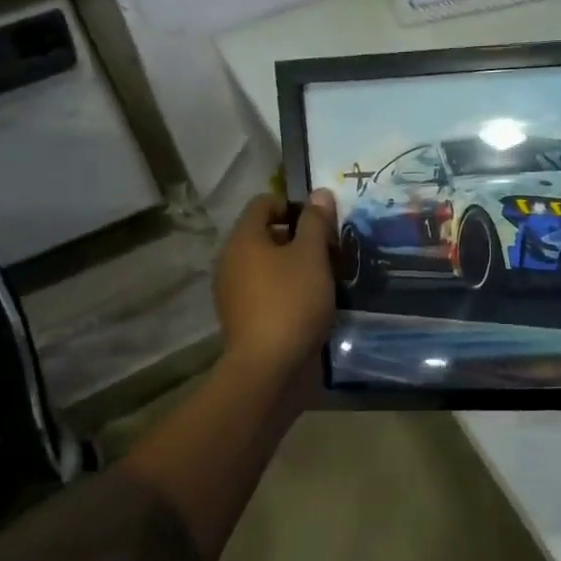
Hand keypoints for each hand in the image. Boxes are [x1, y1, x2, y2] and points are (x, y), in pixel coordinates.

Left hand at [213, 190, 337, 387]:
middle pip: (266, 234)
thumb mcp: (312, 255)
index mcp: (243, 239)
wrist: (269, 368)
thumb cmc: (292, 302)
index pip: (264, 203)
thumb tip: (319, 193)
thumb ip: (316, 222)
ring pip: (267, 264)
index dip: (294, 205)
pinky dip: (287, 288)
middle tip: (330, 250)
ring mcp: (233, 291)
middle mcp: (231, 260)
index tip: (322, 224)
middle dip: (299, 237)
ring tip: (325, 277)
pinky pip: (266, 289)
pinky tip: (311, 302)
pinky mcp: (243, 317)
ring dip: (295, 265)